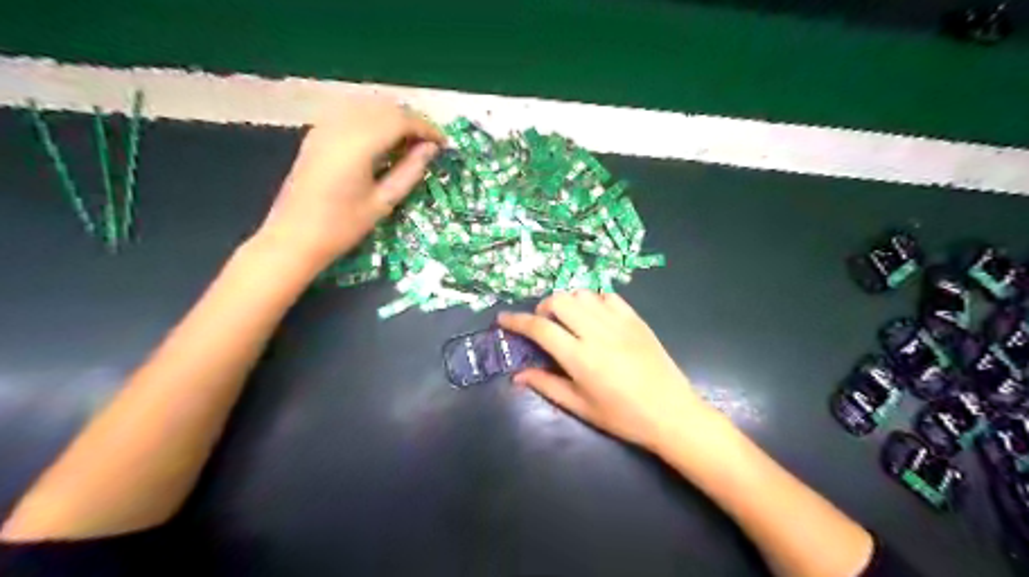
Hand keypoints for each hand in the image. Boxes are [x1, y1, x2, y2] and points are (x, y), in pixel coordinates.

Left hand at [255, 95, 443, 269]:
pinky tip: (383, 141)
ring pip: (368, 106)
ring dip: (393, 118)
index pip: (401, 120)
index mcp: (359, 144)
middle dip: (412, 121)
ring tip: (410, 143)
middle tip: (430, 144)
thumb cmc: (342, 227)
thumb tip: (431, 149)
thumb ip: (410, 171)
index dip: (426, 128)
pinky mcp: (317, 134)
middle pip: (385, 107)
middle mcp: (341, 126)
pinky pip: (352, 114)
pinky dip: (373, 120)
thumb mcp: (383, 202)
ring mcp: (325, 127)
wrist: (293, 238)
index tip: (444, 144)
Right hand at [497, 293, 716, 449]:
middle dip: (543, 308)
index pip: (540, 328)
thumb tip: (518, 376)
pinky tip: (593, 316)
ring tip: (568, 320)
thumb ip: (547, 385)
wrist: (671, 413)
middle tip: (544, 325)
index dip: (517, 321)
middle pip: (559, 301)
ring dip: (567, 302)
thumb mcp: (580, 407)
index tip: (503, 318)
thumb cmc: (623, 416)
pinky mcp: (635, 318)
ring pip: (582, 293)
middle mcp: (597, 332)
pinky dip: (593, 300)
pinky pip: (607, 295)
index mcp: (580, 357)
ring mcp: (619, 322)